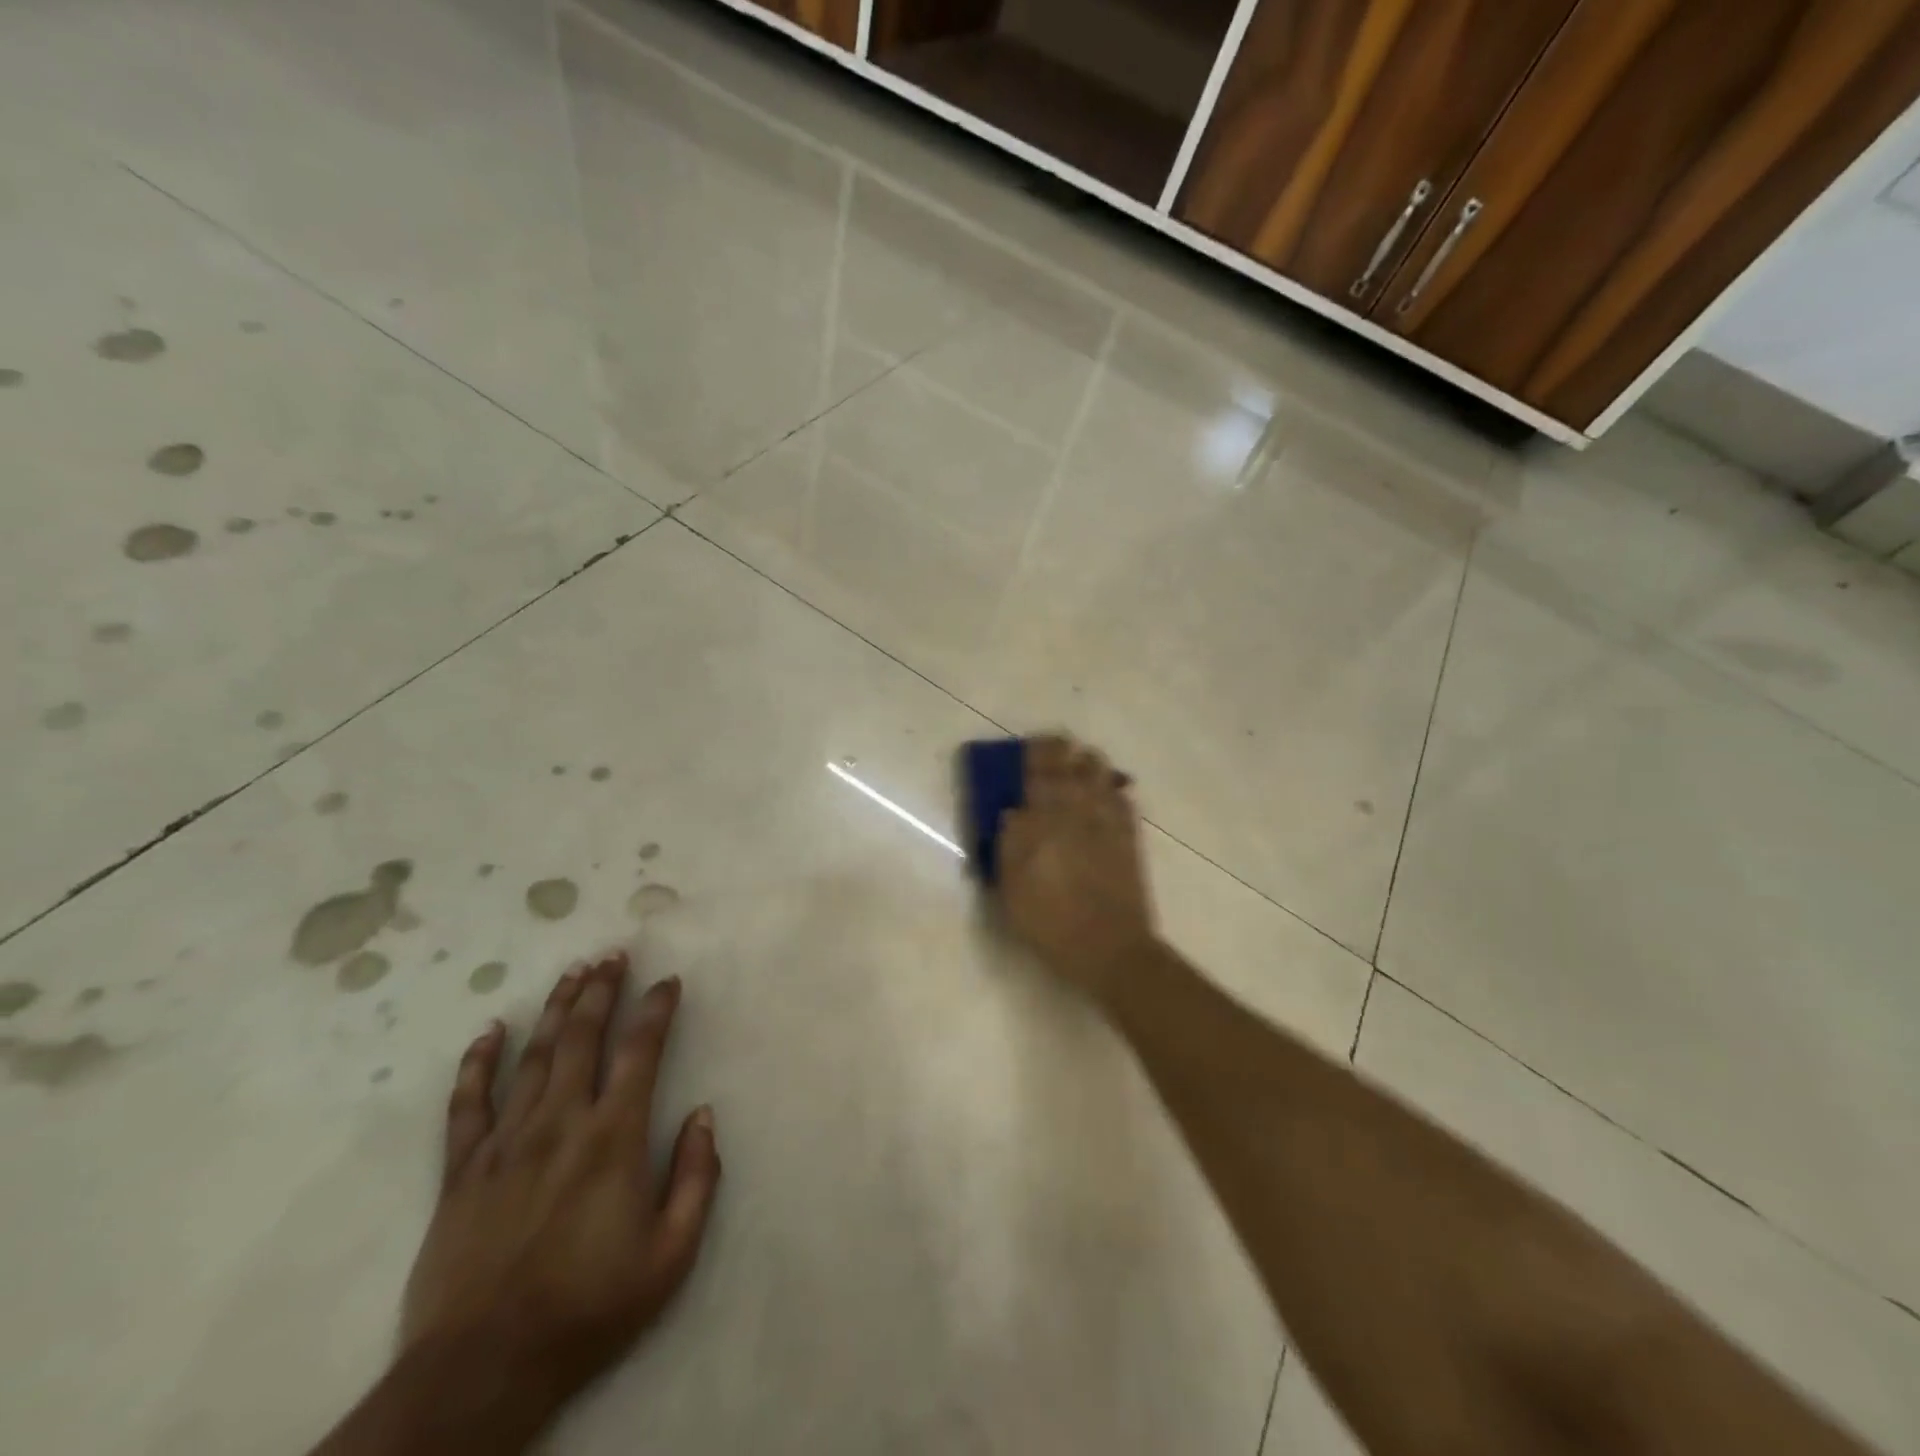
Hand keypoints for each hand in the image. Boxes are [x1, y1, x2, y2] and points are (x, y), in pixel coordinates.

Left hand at [400, 952, 720, 1422]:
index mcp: (614, 1137)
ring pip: (534, 1057)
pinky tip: (488, 1032)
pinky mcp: (462, 1172)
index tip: (667, 981)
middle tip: (612, 955)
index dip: (656, 1009)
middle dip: (600, 990)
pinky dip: (477, 1064)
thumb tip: (705, 1115)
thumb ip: (697, 1178)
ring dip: (555, 1009)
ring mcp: (506, 1143)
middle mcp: (561, 1123)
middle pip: (582, 1038)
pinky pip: (467, 1105)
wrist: (483, 1370)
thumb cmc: (590, 1307)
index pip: (640, 1051)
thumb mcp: (671, 1253)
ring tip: (572, 973)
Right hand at [997, 735, 1158, 1002]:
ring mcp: (1110, 823)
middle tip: (1056, 748)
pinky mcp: (1130, 838)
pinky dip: (1113, 789)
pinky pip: (1123, 800)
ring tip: (1080, 765)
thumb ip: (1010, 843)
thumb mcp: (1011, 887)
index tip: (1031, 742)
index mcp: (1047, 819)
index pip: (1042, 770)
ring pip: (1103, 776)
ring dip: (1090, 765)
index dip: (1037, 751)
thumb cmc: (1050, 920)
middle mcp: (1080, 810)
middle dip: (1065, 751)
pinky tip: (1108, 793)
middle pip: (1076, 765)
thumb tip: (1014, 812)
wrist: (1109, 948)